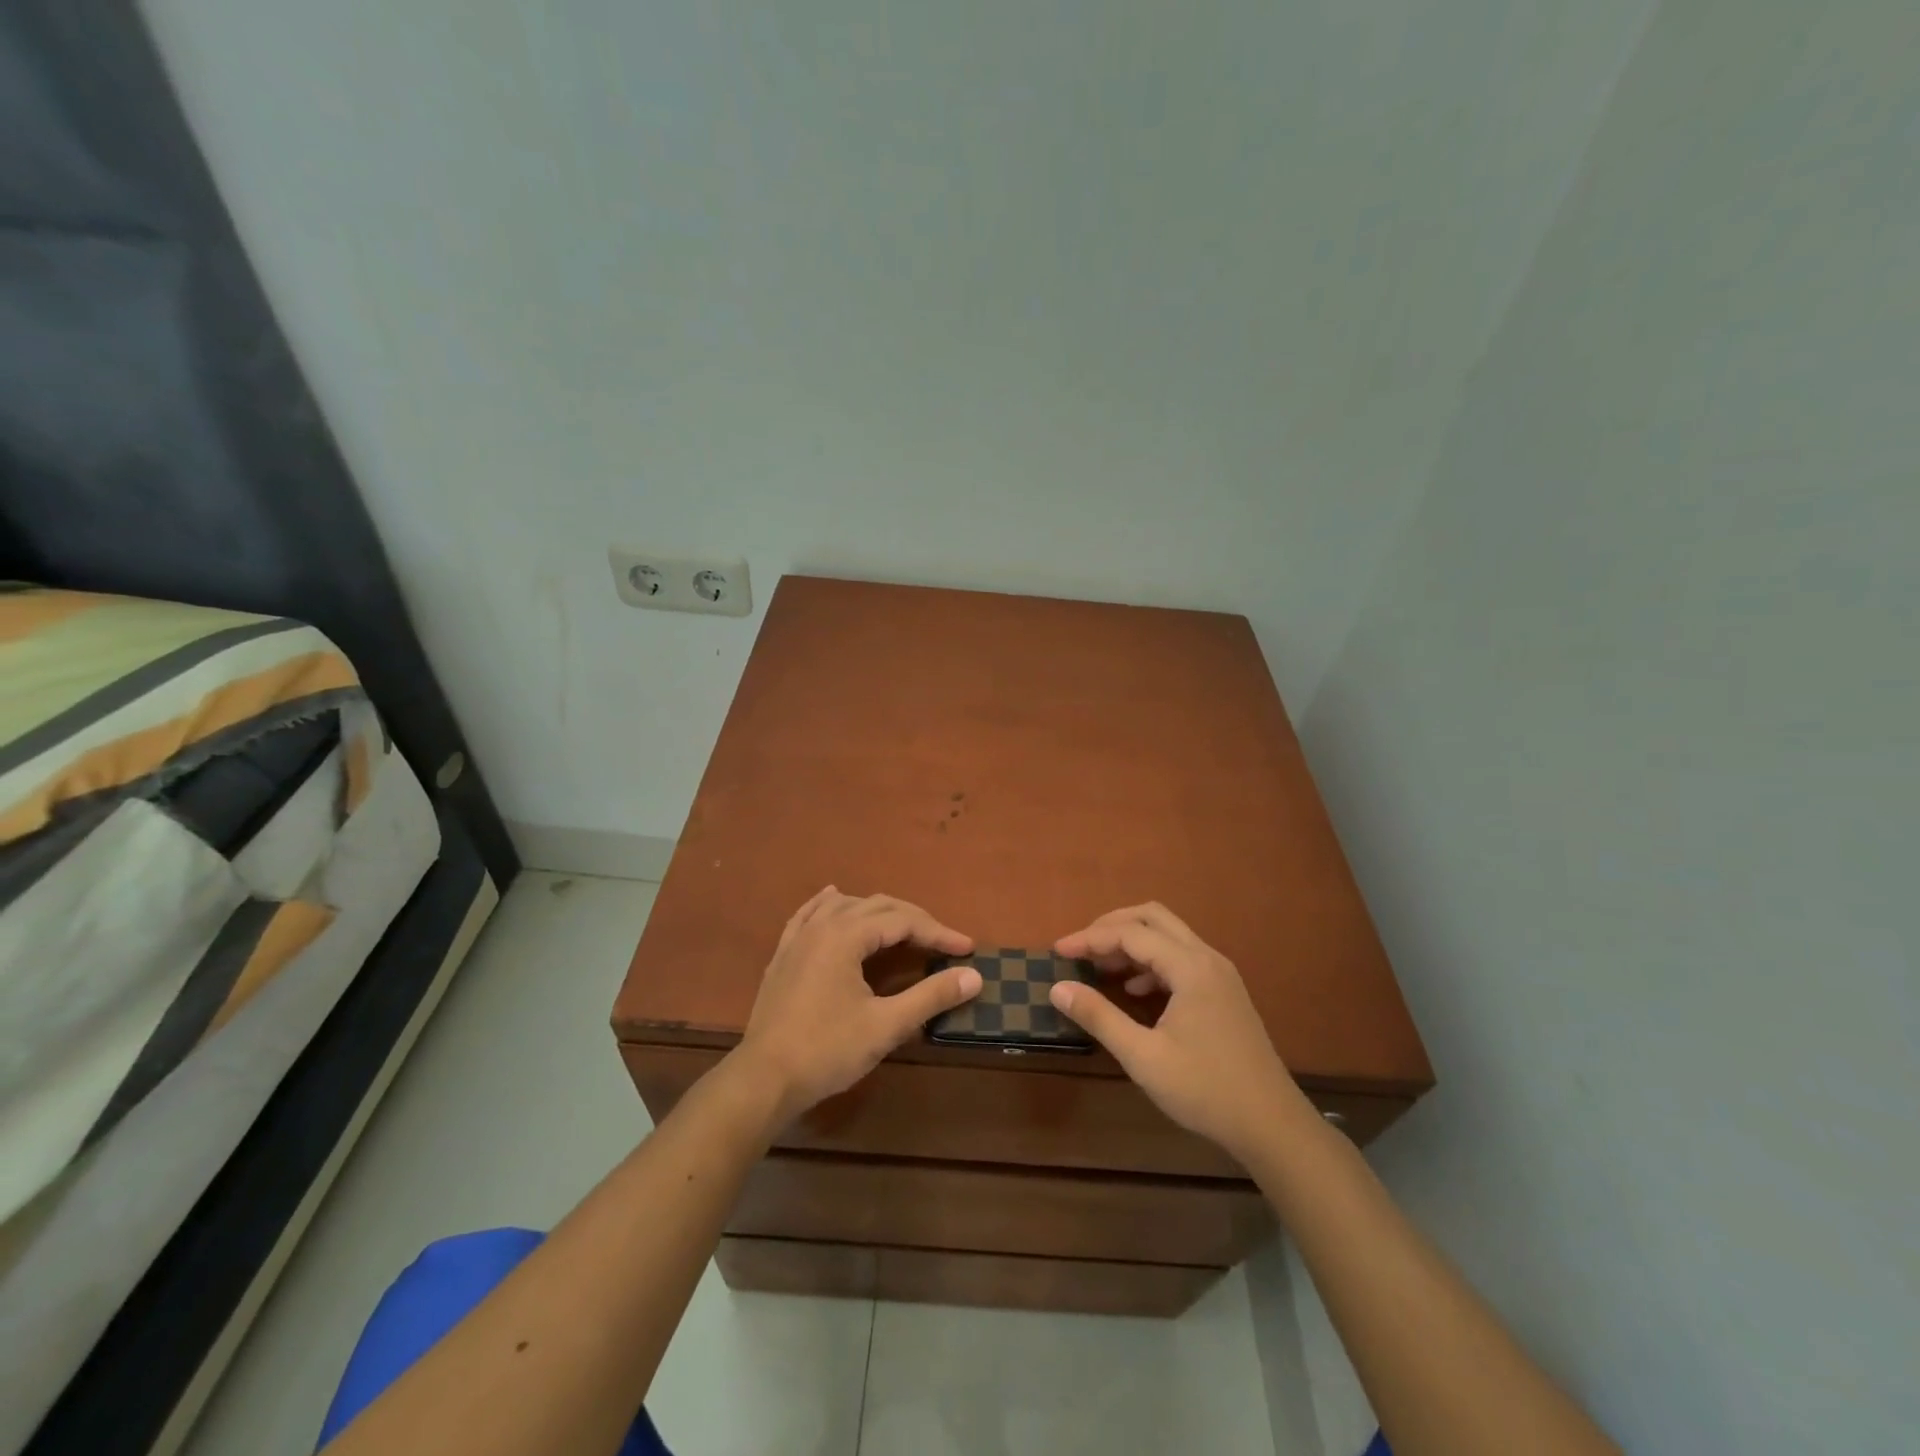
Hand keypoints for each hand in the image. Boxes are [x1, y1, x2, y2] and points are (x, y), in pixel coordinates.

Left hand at [735, 888, 982, 1121]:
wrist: (763, 1079)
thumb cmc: (827, 1051)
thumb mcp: (886, 1025)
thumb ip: (931, 996)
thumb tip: (974, 976)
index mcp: (846, 935)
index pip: (903, 921)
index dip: (938, 933)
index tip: (967, 949)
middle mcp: (822, 925)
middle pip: (877, 906)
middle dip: (914, 920)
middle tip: (943, 942)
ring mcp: (798, 938)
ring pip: (845, 904)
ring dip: (878, 911)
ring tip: (902, 926)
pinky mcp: (783, 955)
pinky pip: (809, 914)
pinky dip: (830, 904)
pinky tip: (834, 898)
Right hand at [1051, 903, 1308, 1161]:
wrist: (1272, 1126)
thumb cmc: (1205, 1091)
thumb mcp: (1143, 1057)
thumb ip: (1099, 1017)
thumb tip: (1058, 989)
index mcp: (1190, 967)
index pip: (1130, 933)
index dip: (1090, 938)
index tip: (1057, 951)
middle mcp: (1207, 958)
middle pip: (1153, 917)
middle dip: (1111, 926)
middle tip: (1080, 948)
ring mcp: (1220, 973)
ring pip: (1169, 935)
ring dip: (1132, 941)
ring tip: (1100, 967)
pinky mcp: (1224, 991)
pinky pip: (1182, 957)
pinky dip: (1151, 961)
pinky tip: (1134, 989)